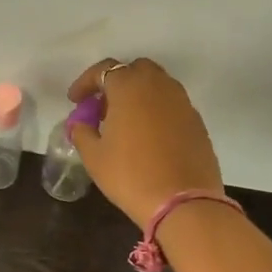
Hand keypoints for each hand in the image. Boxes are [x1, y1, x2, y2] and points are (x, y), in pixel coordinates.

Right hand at [66, 58, 224, 227]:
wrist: (182, 201)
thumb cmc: (130, 175)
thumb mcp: (94, 157)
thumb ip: (82, 133)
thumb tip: (79, 123)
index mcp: (130, 87)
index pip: (104, 70)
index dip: (86, 82)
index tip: (75, 101)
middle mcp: (159, 86)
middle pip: (135, 70)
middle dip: (117, 83)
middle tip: (103, 108)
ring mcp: (182, 102)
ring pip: (157, 86)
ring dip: (138, 96)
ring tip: (124, 123)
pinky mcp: (197, 122)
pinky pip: (171, 106)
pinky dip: (156, 112)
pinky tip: (147, 138)